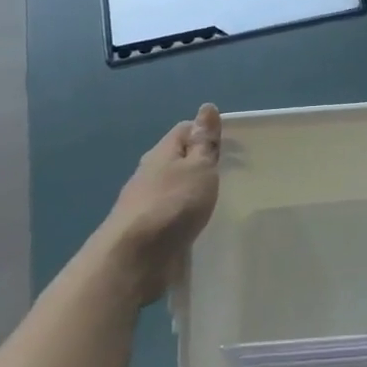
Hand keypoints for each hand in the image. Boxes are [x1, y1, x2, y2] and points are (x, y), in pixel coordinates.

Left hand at [100, 104, 221, 303]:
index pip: (185, 130)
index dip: (207, 132)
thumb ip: (204, 142)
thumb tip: (207, 108)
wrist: (134, 258)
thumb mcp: (198, 168)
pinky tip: (197, 224)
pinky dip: (184, 214)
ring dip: (191, 191)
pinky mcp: (147, 231)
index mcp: (162, 153)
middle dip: (200, 163)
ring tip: (218, 200)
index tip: (232, 145)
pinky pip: (171, 214)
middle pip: (178, 159)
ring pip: (173, 188)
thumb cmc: (172, 204)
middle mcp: (150, 173)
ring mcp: (146, 203)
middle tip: (230, 173)